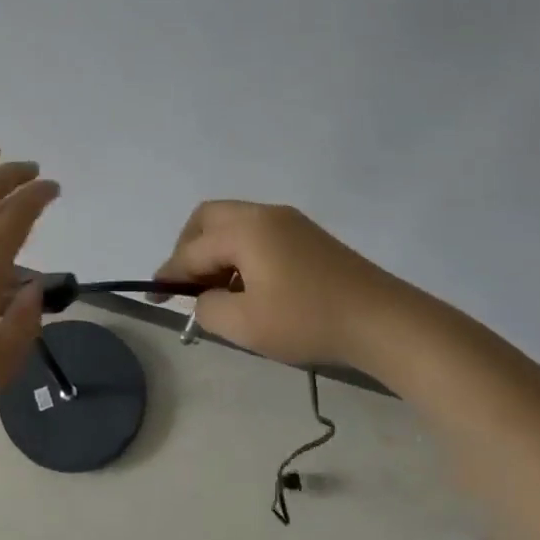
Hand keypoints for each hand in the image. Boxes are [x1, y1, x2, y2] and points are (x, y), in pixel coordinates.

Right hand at [150, 201, 394, 367]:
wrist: (385, 322)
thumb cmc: (308, 321)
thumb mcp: (245, 324)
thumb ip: (208, 307)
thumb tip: (204, 297)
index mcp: (245, 229)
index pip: (192, 249)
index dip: (169, 274)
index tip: (154, 296)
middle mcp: (265, 215)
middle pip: (208, 218)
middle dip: (188, 247)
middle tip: (187, 283)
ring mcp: (291, 223)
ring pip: (235, 224)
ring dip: (216, 251)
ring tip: (218, 291)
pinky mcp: (310, 238)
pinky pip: (259, 234)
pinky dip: (240, 253)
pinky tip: (249, 287)